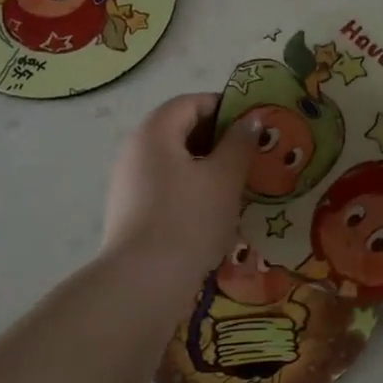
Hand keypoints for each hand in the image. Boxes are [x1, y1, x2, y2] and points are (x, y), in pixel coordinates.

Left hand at [102, 93, 259, 282]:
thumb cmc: (189, 218)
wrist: (144, 280)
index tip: (253, 124)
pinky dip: (190, 189)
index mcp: (155, 132)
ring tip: (237, 185)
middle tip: (250, 155)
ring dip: (205, 166)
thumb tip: (250, 120)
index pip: (190, 102)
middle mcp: (135, 150)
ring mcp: (128, 183)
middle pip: (179, 130)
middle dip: (217, 139)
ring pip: (173, 162)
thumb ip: (239, 144)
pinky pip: (165, 187)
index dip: (224, 107)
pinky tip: (212, 212)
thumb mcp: (224, 178)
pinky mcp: (130, 212)